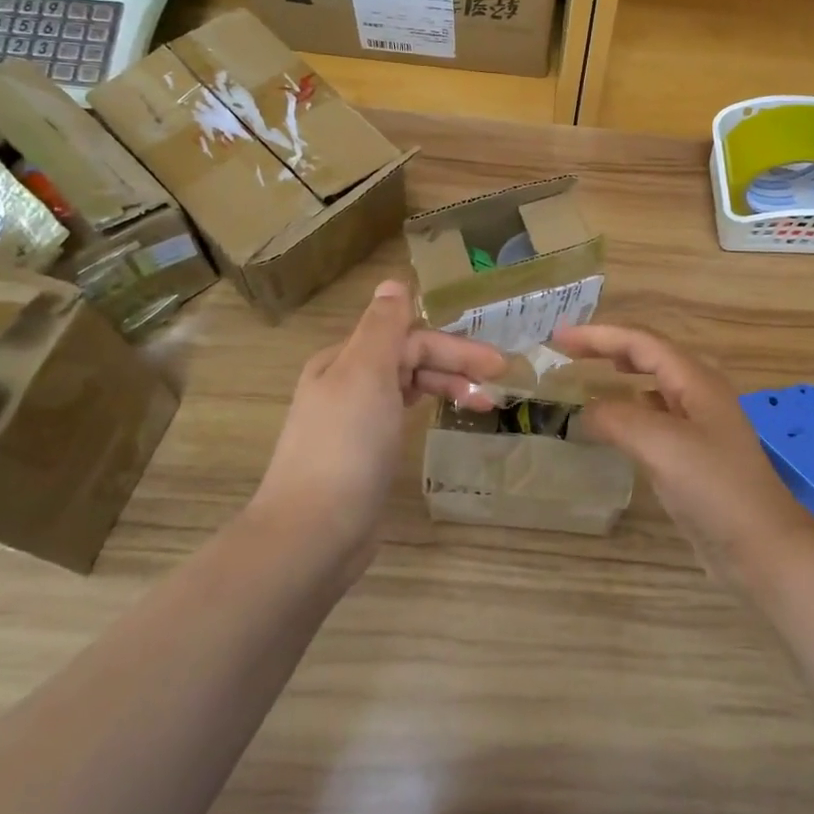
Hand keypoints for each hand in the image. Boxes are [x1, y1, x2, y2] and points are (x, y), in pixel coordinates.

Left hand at [251, 280, 504, 567]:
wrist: (314, 532)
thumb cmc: (346, 446)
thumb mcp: (365, 374)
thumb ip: (383, 327)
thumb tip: (393, 281)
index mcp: (344, 360)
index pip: (409, 339)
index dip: (455, 347)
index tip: (497, 365)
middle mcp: (346, 384)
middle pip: (409, 361)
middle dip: (455, 366)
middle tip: (499, 383)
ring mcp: (353, 422)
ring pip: (407, 388)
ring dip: (446, 387)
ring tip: (484, 404)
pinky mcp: (362, 456)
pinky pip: (401, 418)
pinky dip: (428, 411)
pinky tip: (443, 419)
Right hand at [553, 324, 813, 587]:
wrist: (762, 548)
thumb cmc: (715, 488)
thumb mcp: (661, 445)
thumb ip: (618, 418)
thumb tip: (585, 411)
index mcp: (696, 380)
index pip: (641, 342)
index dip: (599, 335)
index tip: (558, 337)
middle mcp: (699, 395)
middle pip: (648, 357)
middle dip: (608, 348)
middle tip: (567, 351)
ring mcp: (699, 426)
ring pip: (653, 386)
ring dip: (619, 376)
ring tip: (588, 377)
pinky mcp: (695, 456)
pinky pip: (655, 418)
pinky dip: (629, 410)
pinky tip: (614, 425)